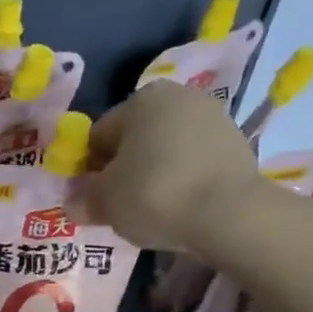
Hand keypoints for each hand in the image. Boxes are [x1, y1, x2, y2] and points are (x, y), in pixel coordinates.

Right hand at [75, 82, 263, 254]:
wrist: (229, 214)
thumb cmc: (154, 195)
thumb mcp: (105, 202)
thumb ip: (84, 200)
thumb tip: (74, 205)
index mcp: (139, 100)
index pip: (99, 136)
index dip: (89, 169)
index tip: (92, 198)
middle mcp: (178, 97)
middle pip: (135, 139)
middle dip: (124, 168)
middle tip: (119, 205)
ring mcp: (213, 118)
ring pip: (167, 150)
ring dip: (155, 173)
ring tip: (151, 209)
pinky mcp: (238, 145)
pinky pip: (195, 163)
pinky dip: (183, 180)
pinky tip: (180, 207)